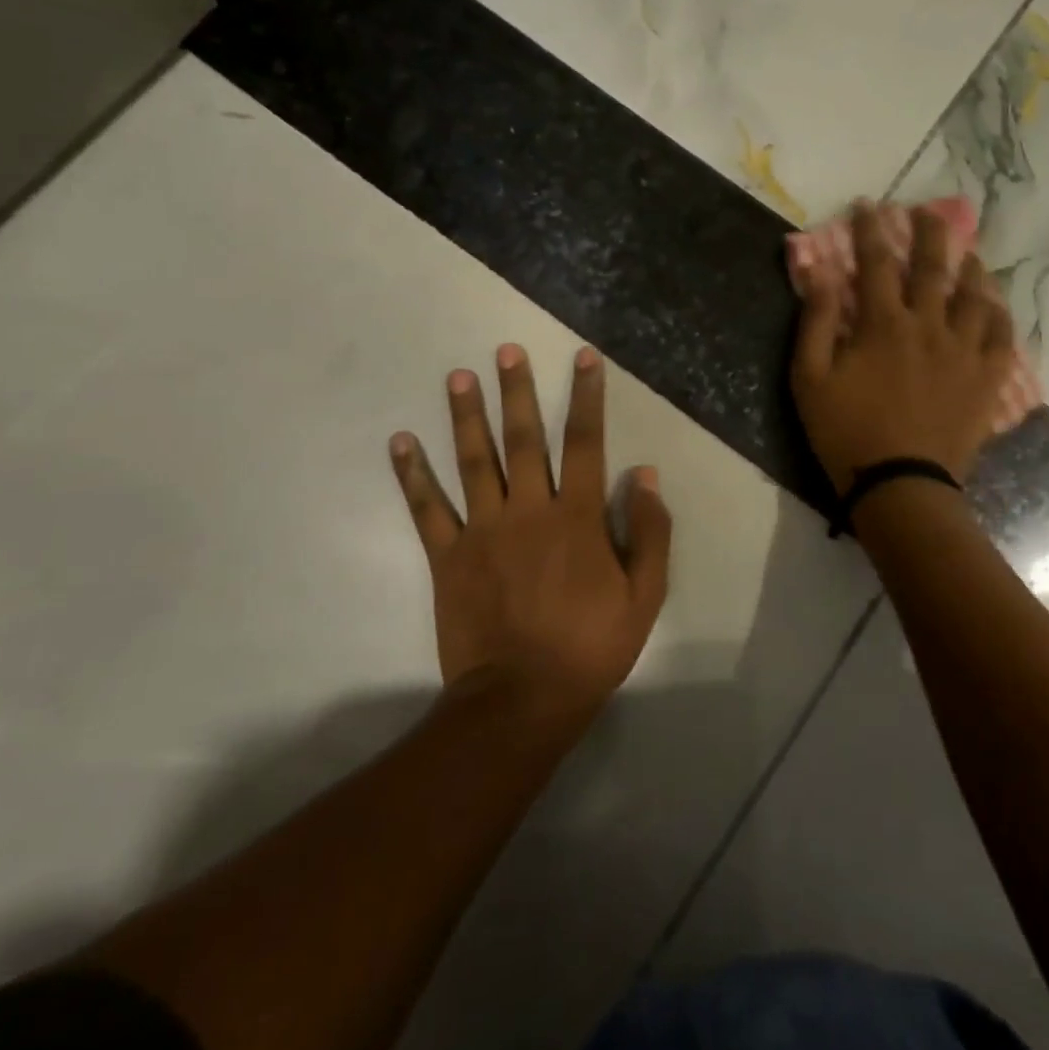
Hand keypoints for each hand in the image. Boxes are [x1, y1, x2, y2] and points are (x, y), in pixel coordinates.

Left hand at [389, 343, 672, 716]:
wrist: (523, 699)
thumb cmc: (591, 646)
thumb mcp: (645, 594)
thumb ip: (648, 531)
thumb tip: (644, 474)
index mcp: (577, 516)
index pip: (584, 442)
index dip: (586, 397)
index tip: (583, 358)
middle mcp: (529, 510)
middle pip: (523, 439)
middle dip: (516, 391)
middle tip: (505, 350)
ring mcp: (483, 531)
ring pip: (473, 462)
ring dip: (465, 416)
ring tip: (457, 377)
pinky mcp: (448, 557)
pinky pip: (427, 509)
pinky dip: (412, 475)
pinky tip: (400, 442)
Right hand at [792, 201, 1017, 492]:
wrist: (900, 486)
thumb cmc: (845, 432)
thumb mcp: (810, 377)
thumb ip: (816, 320)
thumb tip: (818, 269)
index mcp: (883, 323)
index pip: (876, 262)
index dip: (870, 230)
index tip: (868, 205)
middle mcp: (929, 325)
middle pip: (933, 267)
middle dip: (929, 233)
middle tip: (929, 211)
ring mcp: (964, 352)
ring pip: (976, 296)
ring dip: (971, 268)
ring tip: (969, 253)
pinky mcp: (986, 380)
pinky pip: (1002, 338)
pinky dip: (1000, 316)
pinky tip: (996, 307)